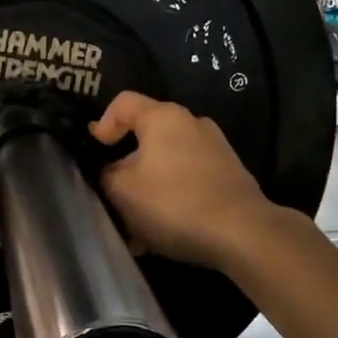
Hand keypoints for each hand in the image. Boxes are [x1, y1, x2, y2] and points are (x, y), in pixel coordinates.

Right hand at [89, 92, 280, 270]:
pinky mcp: (229, 176)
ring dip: (146, 192)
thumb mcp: (121, 191)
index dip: (102, 124)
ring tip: (135, 228)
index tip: (95, 153)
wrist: (243, 233)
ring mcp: (215, 149)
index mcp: (163, 117)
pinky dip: (170, 200)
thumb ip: (105, 176)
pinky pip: (187, 182)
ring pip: (166, 165)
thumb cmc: (174, 203)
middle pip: (146, 138)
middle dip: (125, 169)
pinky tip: (162, 234)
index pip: (123, 103)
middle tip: (111, 199)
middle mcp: (192, 124)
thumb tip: (108, 173)